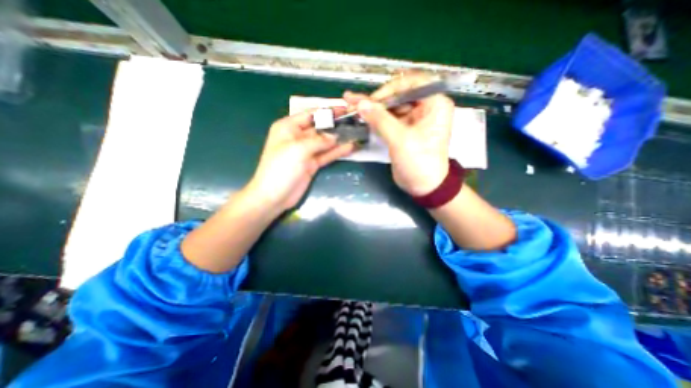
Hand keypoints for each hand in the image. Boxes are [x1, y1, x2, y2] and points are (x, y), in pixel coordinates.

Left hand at [246, 109, 356, 212]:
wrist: (274, 196)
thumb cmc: (281, 168)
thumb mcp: (298, 149)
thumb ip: (318, 140)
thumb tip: (334, 137)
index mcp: (288, 127)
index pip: (311, 114)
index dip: (327, 111)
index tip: (344, 109)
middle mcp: (298, 137)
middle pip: (320, 128)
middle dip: (336, 125)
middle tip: (354, 122)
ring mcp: (306, 152)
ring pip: (325, 142)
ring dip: (339, 139)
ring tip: (356, 133)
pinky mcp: (312, 164)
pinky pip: (326, 155)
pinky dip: (337, 152)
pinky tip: (350, 147)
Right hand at [344, 71, 454, 197]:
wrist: (423, 186)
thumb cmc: (419, 162)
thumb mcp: (400, 140)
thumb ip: (380, 120)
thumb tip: (360, 103)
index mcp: (435, 103)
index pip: (411, 83)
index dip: (390, 89)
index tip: (371, 100)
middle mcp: (426, 106)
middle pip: (398, 95)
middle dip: (376, 100)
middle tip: (354, 102)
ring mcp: (413, 118)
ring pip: (391, 107)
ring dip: (372, 108)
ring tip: (351, 105)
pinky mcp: (403, 129)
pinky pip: (388, 119)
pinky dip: (375, 118)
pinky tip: (360, 115)